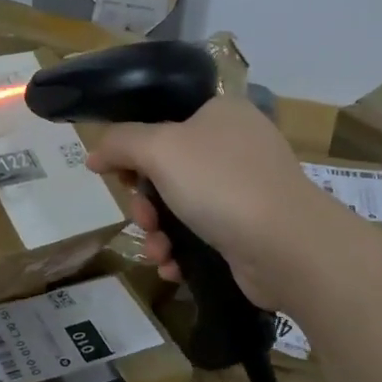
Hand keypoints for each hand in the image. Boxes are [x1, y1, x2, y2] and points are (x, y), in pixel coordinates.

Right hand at [87, 96, 341, 310]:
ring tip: (158, 252)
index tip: (118, 175)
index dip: (133, 149)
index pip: (164, 121)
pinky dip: (180, 252)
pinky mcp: (248, 230)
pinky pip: (200, 236)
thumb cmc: (220, 183)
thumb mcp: (160, 149)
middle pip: (166, 170)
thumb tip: (94, 153)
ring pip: (179, 208)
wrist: (287, 247)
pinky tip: (173, 267)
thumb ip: (120, 143)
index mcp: (220, 114)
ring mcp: (245, 190)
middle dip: (144, 202)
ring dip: (157, 233)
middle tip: (142, 219)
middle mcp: (235, 146)